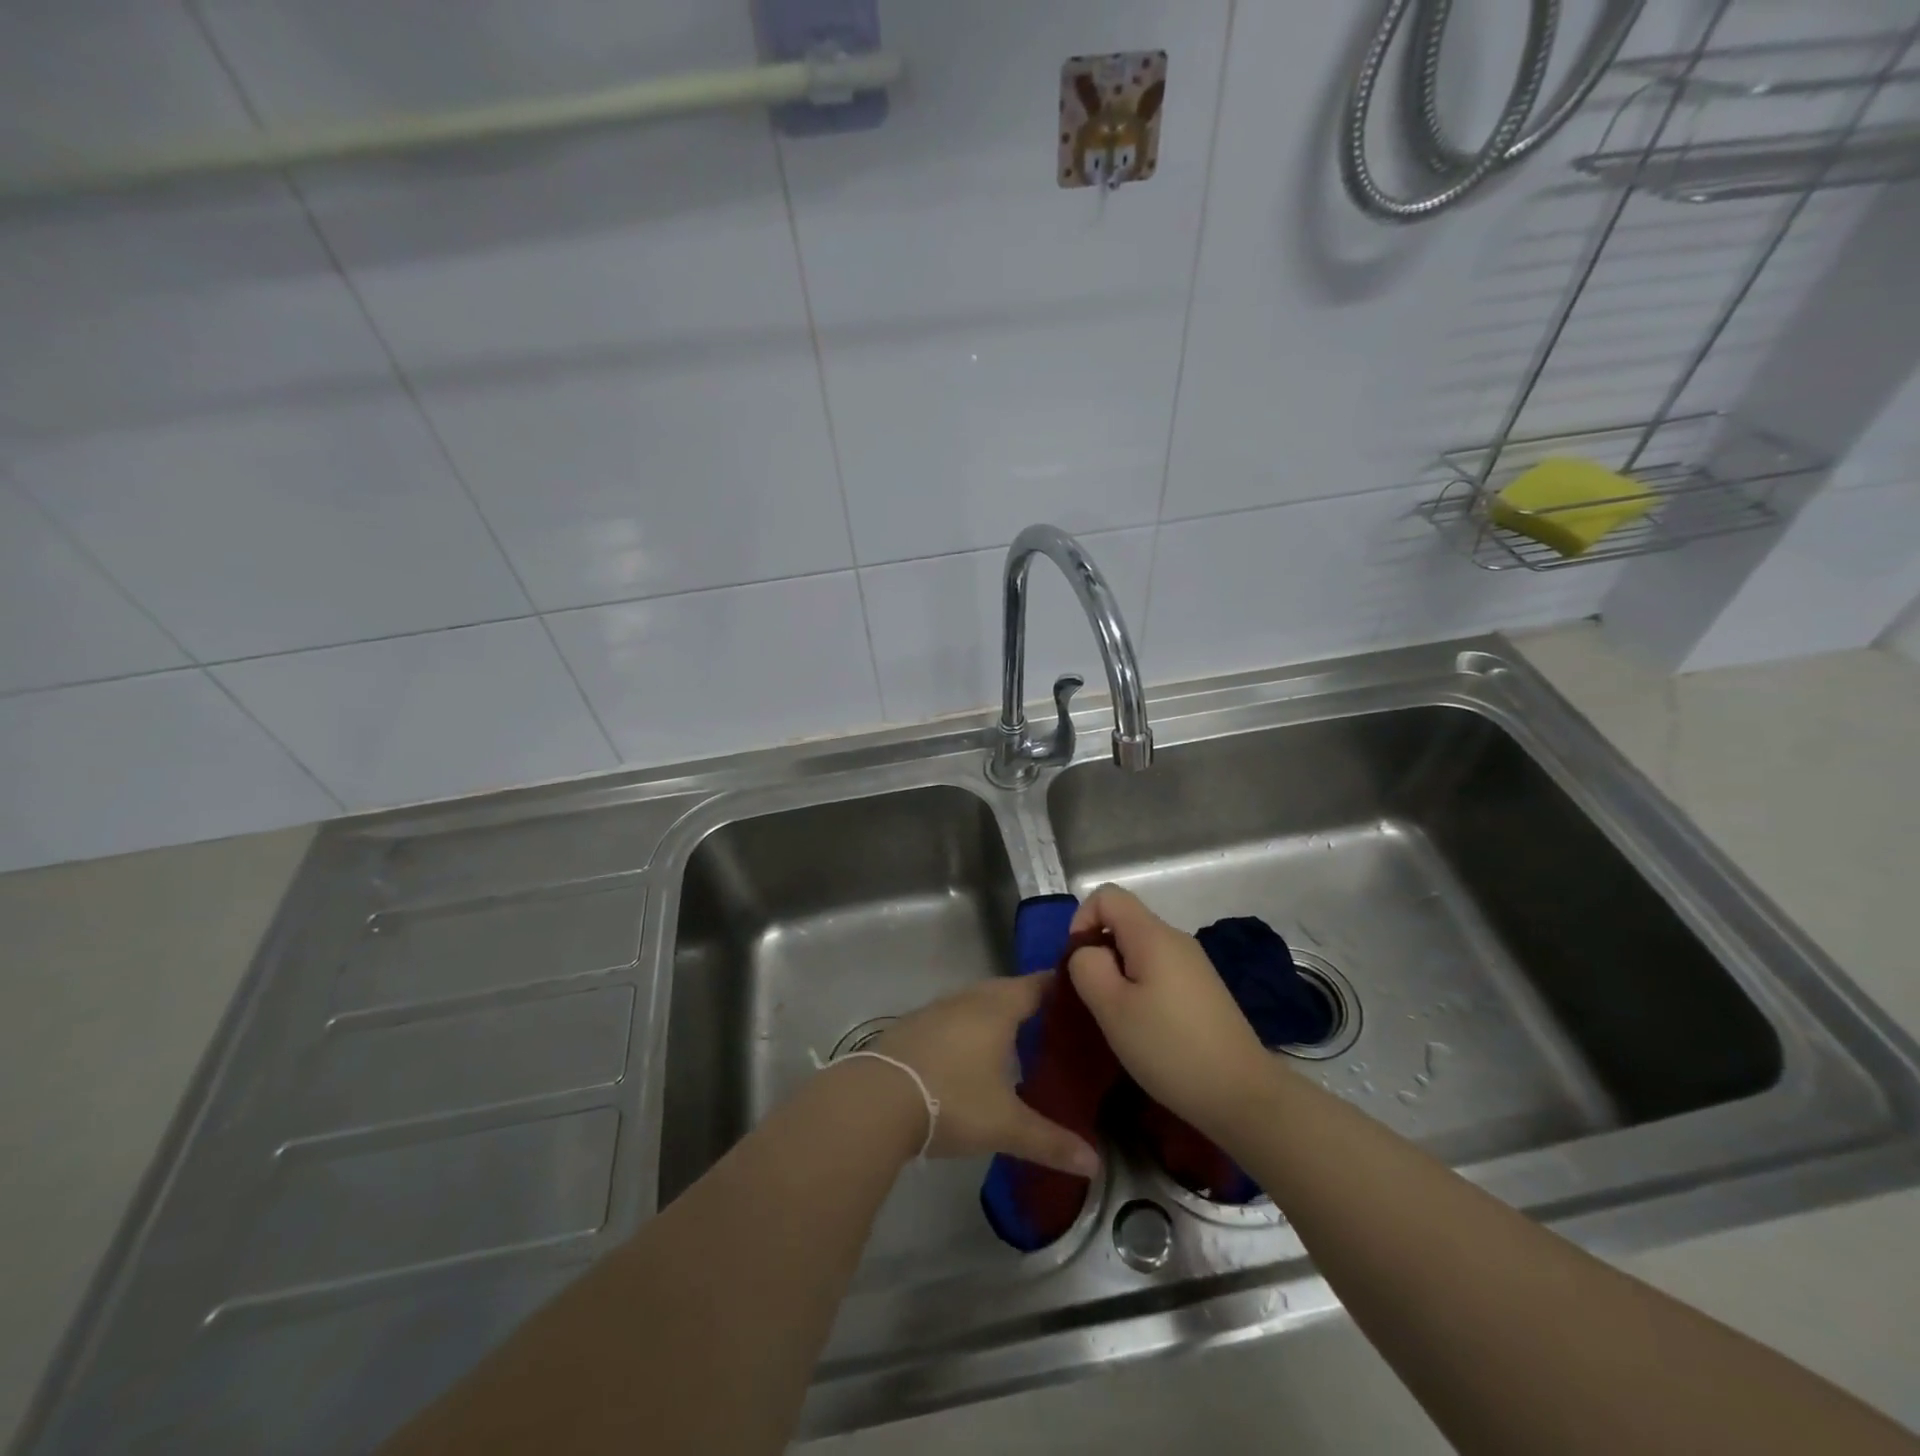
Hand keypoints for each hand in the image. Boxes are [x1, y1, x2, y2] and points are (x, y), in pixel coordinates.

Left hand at [868, 975, 1099, 1176]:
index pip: (1037, 985)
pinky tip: (968, 1056)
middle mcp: (967, 999)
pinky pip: (950, 1019)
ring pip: (974, 1003)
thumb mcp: (1005, 1125)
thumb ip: (1050, 1141)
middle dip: (1029, 1003)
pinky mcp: (911, 1027)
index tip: (1081, 997)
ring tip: (1015, 1040)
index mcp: (997, 1009)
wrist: (876, 1100)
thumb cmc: (952, 1100)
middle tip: (1053, 1025)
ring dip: (994, 1015)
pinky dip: (966, 1029)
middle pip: (1005, 990)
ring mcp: (935, 1010)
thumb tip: (1095, 1164)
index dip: (1059, 988)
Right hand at [1066, 884, 1276, 1139]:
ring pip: (1140, 949)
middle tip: (1095, 1000)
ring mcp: (1194, 964)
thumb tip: (1088, 952)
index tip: (1079, 964)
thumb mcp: (1111, 1008)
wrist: (1243, 1095)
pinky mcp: (1203, 989)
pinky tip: (1146, 1029)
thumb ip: (1087, 967)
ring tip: (1119, 1019)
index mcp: (1153, 934)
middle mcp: (1176, 939)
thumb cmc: (1169, 1048)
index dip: (1082, 920)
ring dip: (1119, 975)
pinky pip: (1159, 971)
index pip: (1107, 895)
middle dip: (1099, 952)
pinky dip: (1141, 988)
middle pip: (1124, 922)